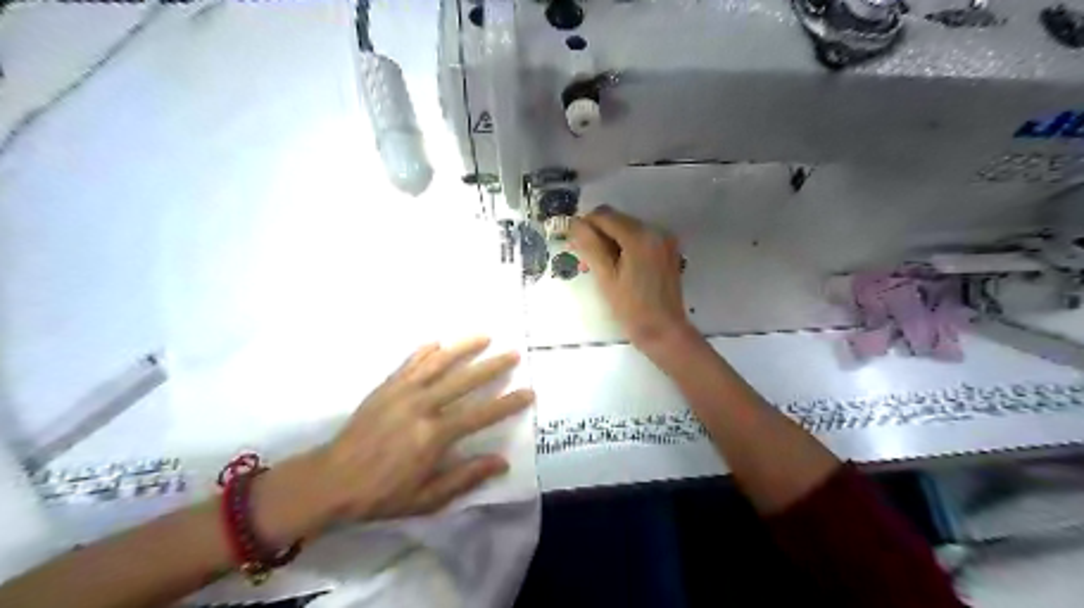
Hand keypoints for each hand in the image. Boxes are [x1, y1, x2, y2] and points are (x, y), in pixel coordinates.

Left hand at [306, 339, 532, 519]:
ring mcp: (402, 392)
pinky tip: (438, 342)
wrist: (329, 481)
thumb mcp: (427, 499)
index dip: (507, 403)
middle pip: (464, 380)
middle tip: (513, 353)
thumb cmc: (381, 494)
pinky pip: (410, 363)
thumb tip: (501, 462)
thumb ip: (465, 478)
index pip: (480, 414)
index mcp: (434, 435)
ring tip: (484, 336)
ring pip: (438, 362)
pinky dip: (426, 351)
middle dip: (492, 366)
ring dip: (463, 348)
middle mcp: (421, 406)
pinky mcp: (385, 387)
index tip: (528, 392)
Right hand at [568, 208, 693, 351]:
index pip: (604, 215)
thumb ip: (590, 246)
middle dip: (597, 235)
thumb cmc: (631, 308)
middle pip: (617, 220)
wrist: (664, 331)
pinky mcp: (667, 251)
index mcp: (640, 236)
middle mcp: (656, 231)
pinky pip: (640, 240)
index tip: (572, 243)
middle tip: (581, 259)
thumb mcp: (605, 277)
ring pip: (627, 230)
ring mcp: (664, 241)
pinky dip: (624, 247)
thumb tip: (574, 223)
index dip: (584, 225)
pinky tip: (616, 267)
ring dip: (609, 242)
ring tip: (596, 266)